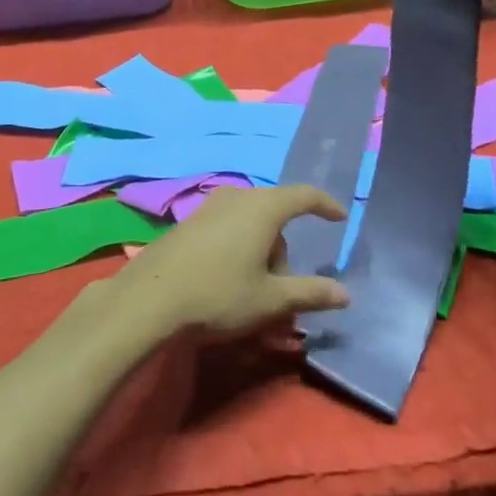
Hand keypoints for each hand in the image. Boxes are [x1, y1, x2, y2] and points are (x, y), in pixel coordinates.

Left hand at [110, 185, 350, 341]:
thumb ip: (310, 293)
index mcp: (263, 208)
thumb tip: (345, 294)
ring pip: (249, 221)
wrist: (150, 298)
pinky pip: (227, 226)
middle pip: (275, 213)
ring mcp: (209, 206)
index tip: (339, 218)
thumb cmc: (219, 295)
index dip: (324, 205)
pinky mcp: (189, 221)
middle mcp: (237, 197)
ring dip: (260, 249)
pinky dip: (238, 246)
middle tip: (283, 287)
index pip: (303, 195)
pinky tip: (226, 279)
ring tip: (253, 290)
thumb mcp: (270, 300)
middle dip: (284, 247)